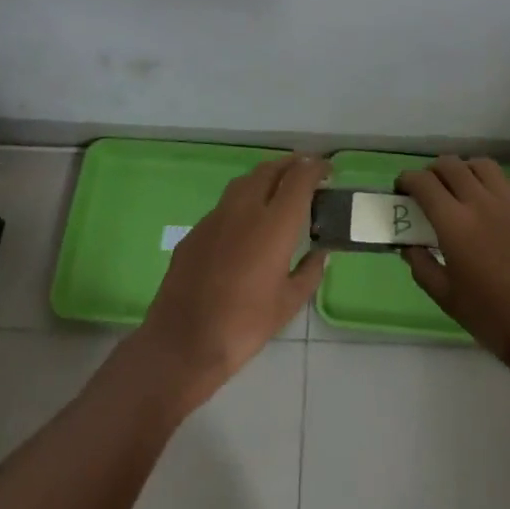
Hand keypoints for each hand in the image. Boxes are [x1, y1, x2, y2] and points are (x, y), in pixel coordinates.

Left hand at [133, 153, 328, 412]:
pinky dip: (243, 201)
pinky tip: (245, 223)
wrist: (182, 343)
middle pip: (270, 170)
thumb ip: (310, 273)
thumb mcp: (288, 304)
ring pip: (245, 181)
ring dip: (266, 177)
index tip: (326, 170)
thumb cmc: (243, 325)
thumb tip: (320, 254)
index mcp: (274, 224)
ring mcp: (216, 216)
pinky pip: (225, 205)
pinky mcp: (196, 230)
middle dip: (291, 165)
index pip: (299, 178)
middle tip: (305, 172)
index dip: (315, 168)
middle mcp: (245, 209)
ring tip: (278, 188)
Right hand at [397, 155, 509, 380]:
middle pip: (451, 165)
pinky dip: (491, 185)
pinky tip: (493, 207)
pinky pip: (507, 182)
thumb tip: (410, 247)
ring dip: (464, 171)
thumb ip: (422, 267)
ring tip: (461, 190)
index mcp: (454, 222)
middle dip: (433, 172)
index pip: (423, 182)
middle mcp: (481, 200)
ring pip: (481, 165)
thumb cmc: (493, 317)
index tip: (402, 190)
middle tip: (429, 190)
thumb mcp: (447, 299)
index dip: (407, 180)